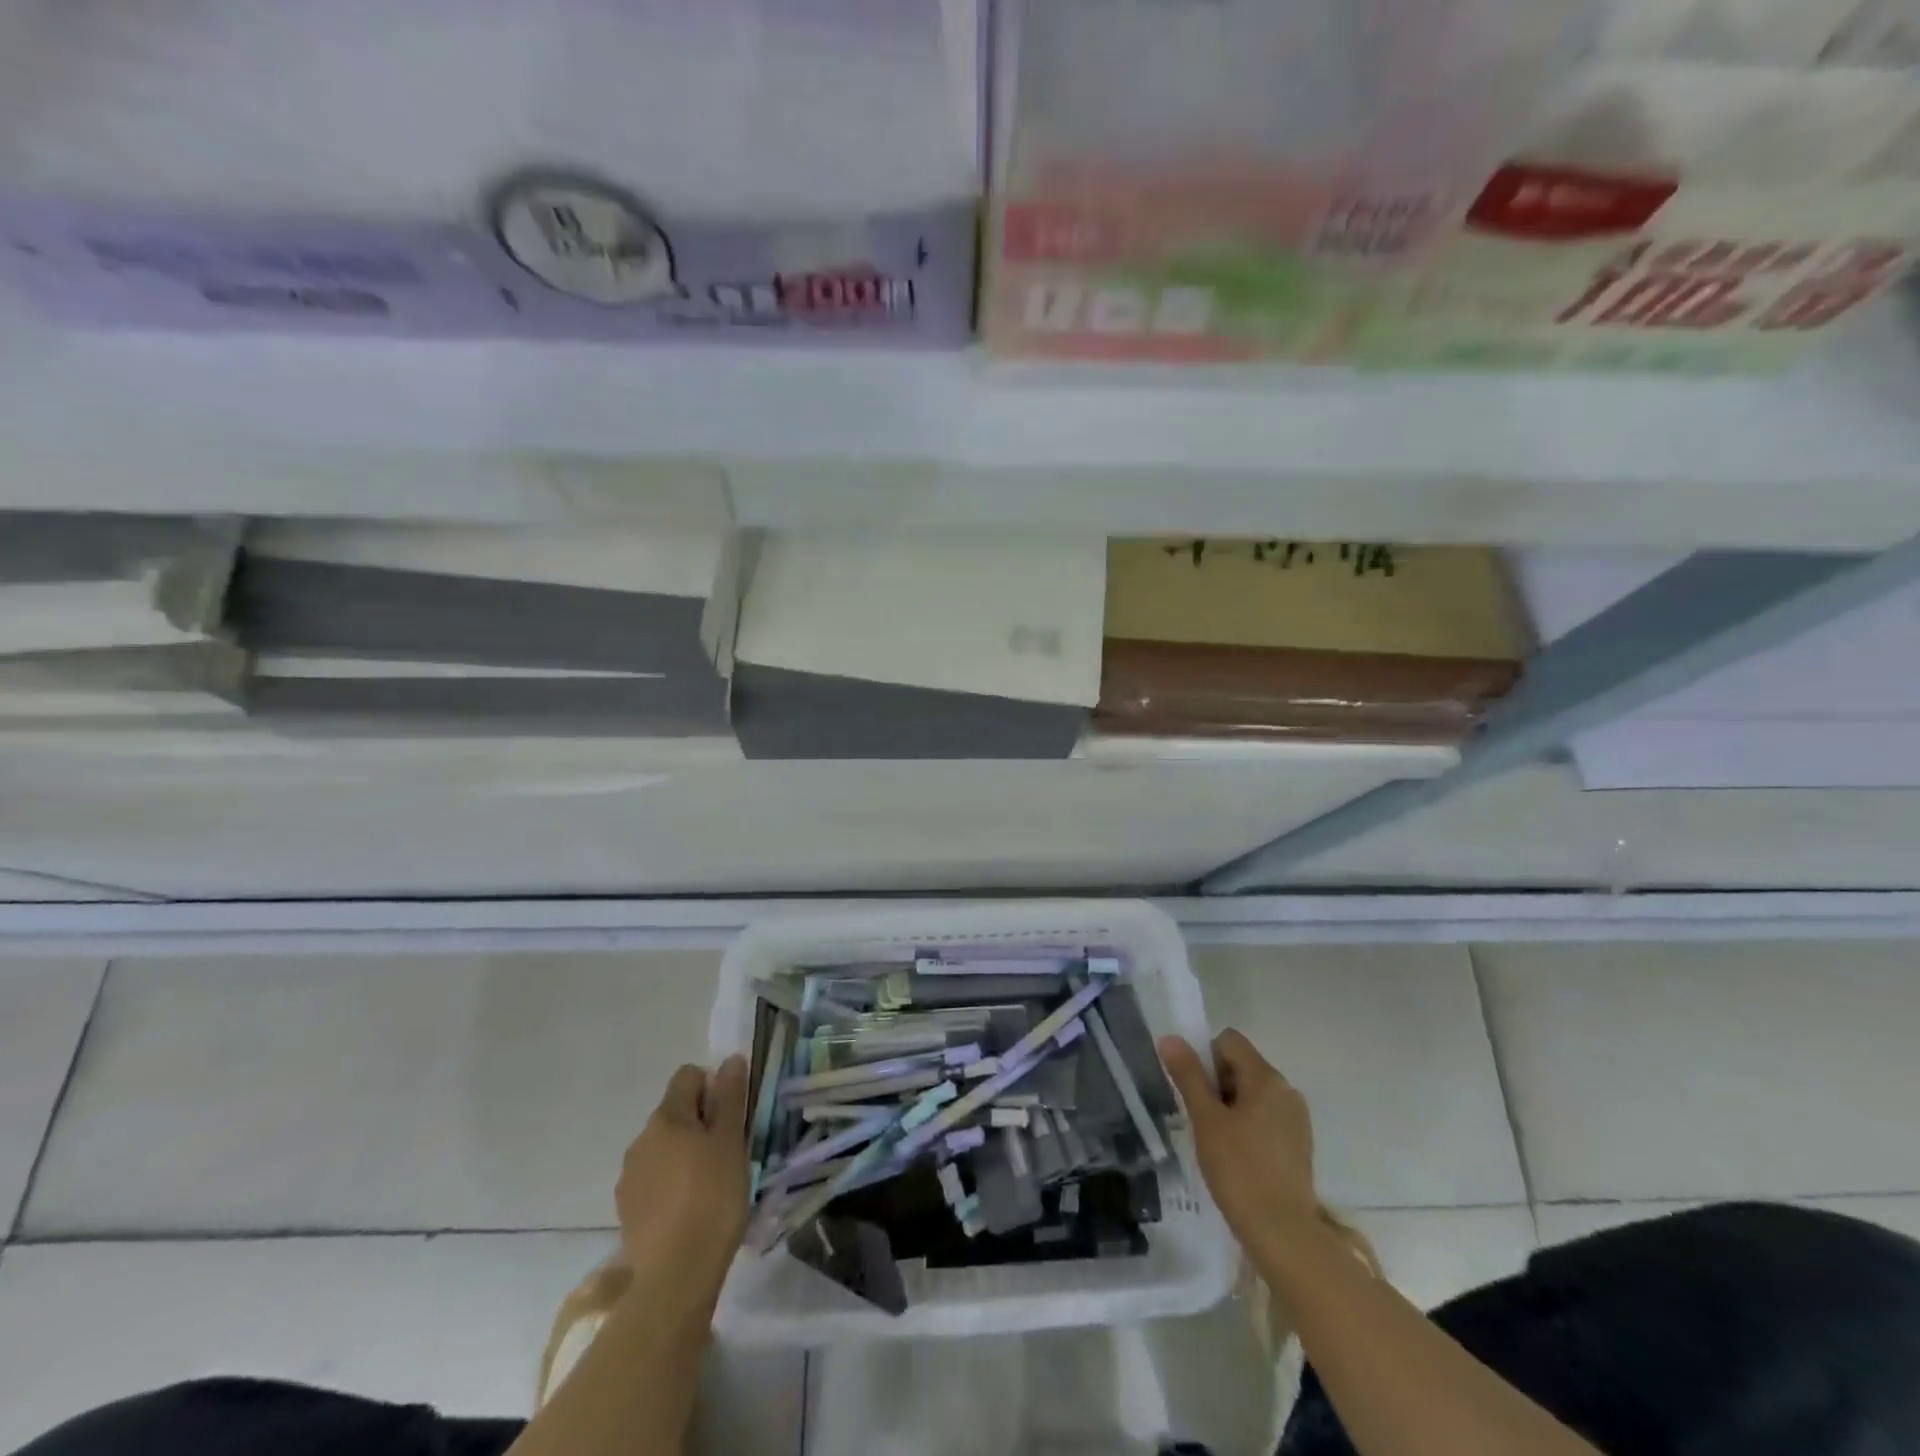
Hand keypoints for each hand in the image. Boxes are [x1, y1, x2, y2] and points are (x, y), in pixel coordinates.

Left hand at [616, 1056, 750, 1281]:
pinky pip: (653, 1179)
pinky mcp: (626, 1210)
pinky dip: (670, 1183)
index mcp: (666, 1117)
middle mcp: (641, 1139)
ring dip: (684, 1153)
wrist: (676, 1276)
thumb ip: (730, 1097)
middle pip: (674, 1112)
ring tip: (709, 1184)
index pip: (688, 1076)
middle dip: (700, 1122)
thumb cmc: (713, 1197)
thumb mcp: (731, 1141)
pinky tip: (688, 1209)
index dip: (713, 1086)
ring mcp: (629, 1177)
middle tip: (727, 1151)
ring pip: (663, 1147)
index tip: (732, 1116)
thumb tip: (730, 1059)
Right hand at [1159, 1029, 1318, 1246]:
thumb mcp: (1206, 1119)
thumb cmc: (1239, 1170)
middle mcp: (1286, 1090)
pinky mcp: (1300, 1144)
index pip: (1228, 1041)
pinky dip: (1249, 1126)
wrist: (1284, 1234)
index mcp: (1266, 1078)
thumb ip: (1188, 1075)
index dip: (1205, 1057)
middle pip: (1242, 1065)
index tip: (1197, 1093)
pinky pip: (1267, 1117)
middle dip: (1217, 1084)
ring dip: (1232, 1106)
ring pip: (1254, 1093)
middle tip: (1204, 1121)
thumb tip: (1170, 1038)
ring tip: (1219, 1143)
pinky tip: (1239, 1158)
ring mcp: (1297, 1118)